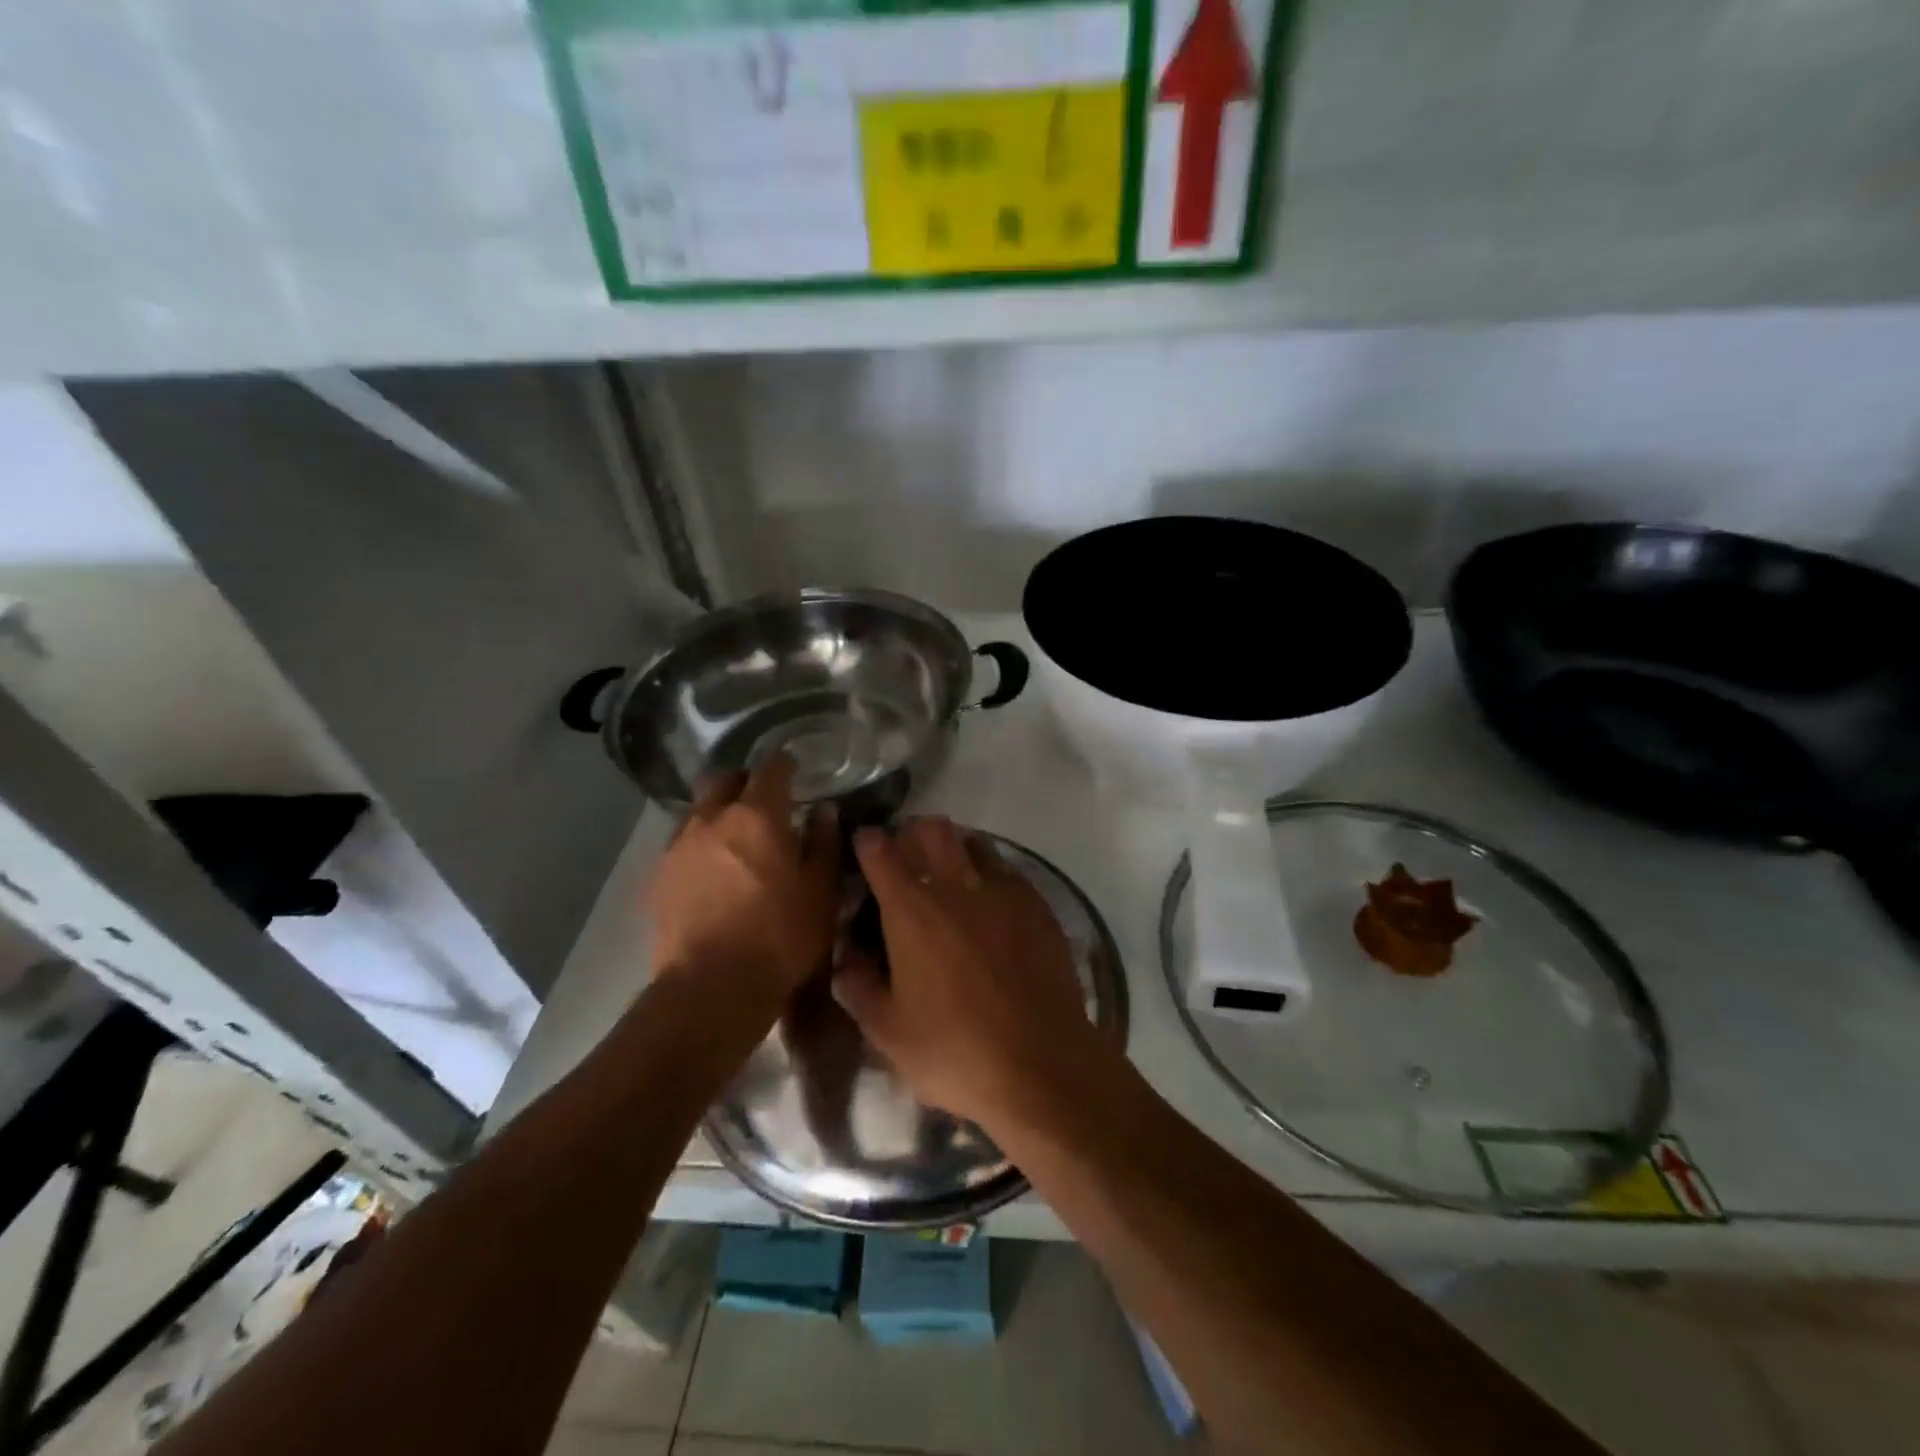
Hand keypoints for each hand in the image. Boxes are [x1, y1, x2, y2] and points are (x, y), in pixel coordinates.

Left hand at [646, 755, 839, 998]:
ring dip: (719, 811)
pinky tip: (714, 869)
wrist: (711, 989)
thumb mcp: (820, 892)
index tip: (797, 772)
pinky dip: (701, 842)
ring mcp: (679, 846)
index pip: (772, 769)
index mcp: (757, 815)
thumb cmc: (780, 937)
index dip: (786, 765)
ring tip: (737, 837)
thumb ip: (823, 844)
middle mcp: (712, 818)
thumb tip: (824, 812)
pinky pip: (683, 842)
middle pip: (724, 779)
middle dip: (746, 782)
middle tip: (765, 801)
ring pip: (699, 809)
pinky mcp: (659, 876)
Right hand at [832, 817, 1107, 1130]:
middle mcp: (956, 886)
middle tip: (908, 855)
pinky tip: (992, 902)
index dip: (868, 843)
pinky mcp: (1038, 904)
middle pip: (932, 830)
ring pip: (974, 842)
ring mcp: (1003, 891)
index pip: (881, 852)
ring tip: (951, 873)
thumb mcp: (888, 1032)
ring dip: (955, 848)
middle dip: (914, 833)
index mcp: (912, 911)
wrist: (1042, 1064)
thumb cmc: (955, 1051)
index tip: (865, 848)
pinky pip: (1008, 870)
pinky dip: (991, 873)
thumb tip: (845, 956)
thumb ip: (859, 986)